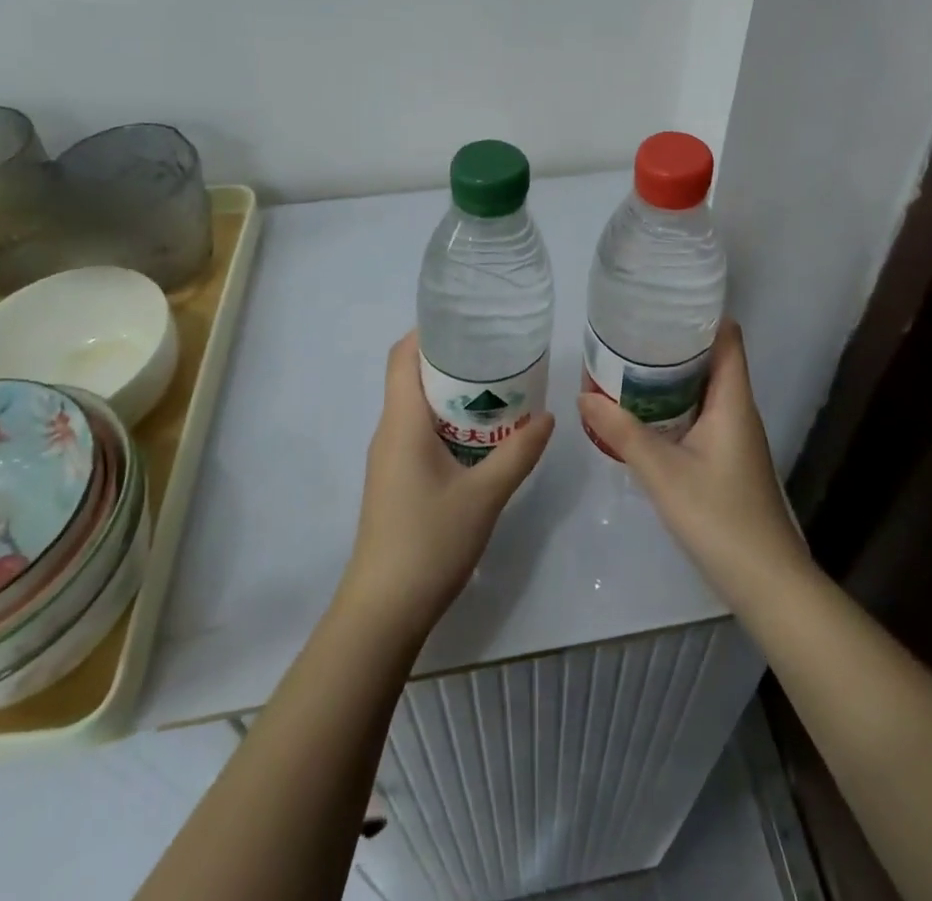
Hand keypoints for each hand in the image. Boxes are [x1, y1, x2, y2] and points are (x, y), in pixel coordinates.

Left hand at [338, 332, 554, 640]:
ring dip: (452, 394)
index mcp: (402, 422)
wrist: (383, 611)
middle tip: (497, 353)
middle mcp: (390, 432)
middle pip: (412, 377)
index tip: (467, 321)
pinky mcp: (395, 480)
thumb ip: (518, 453)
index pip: (402, 356)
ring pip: (417, 407)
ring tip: (498, 388)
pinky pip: (419, 433)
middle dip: (451, 360)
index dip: (428, 331)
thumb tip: (548, 416)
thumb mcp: (485, 496)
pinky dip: (448, 422)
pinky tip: (482, 437)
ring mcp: (390, 458)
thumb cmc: (429, 542)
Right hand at [578, 320, 811, 607]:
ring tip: (628, 364)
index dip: (700, 315)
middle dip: (673, 344)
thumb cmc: (719, 517)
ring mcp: (735, 436)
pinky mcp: (727, 458)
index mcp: (733, 400)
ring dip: (671, 376)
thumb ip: (623, 432)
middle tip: (629, 333)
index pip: (727, 338)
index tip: (662, 302)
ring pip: (704, 389)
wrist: (765, 582)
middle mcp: (738, 410)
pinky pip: (700, 415)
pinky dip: (674, 405)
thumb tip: (584, 396)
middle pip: (712, 359)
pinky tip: (644, 413)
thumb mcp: (663, 472)